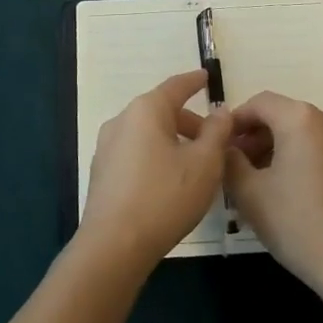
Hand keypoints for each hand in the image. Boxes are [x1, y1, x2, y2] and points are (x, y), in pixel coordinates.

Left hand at [80, 70, 231, 273]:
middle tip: (215, 141)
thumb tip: (221, 111)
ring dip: (173, 143)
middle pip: (162, 112)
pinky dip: (156, 157)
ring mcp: (107, 147)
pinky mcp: (102, 173)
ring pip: (148, 135)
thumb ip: (217, 132)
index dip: (194, 82)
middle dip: (189, 123)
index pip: (175, 87)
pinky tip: (170, 183)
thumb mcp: (204, 164)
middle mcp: (122, 120)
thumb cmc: (164, 197)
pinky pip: (136, 154)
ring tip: (195, 166)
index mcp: (146, 110)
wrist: (113, 246)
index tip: (206, 76)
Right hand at [225, 92, 322, 301]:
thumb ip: (230, 161)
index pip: (259, 103)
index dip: (236, 121)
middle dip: (257, 137)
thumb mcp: (249, 194)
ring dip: (280, 148)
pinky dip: (303, 158)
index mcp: (302, 118)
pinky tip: (291, 189)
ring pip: (305, 133)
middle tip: (237, 166)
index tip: (221, 145)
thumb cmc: (298, 225)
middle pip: (284, 116)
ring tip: (261, 181)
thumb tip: (226, 148)